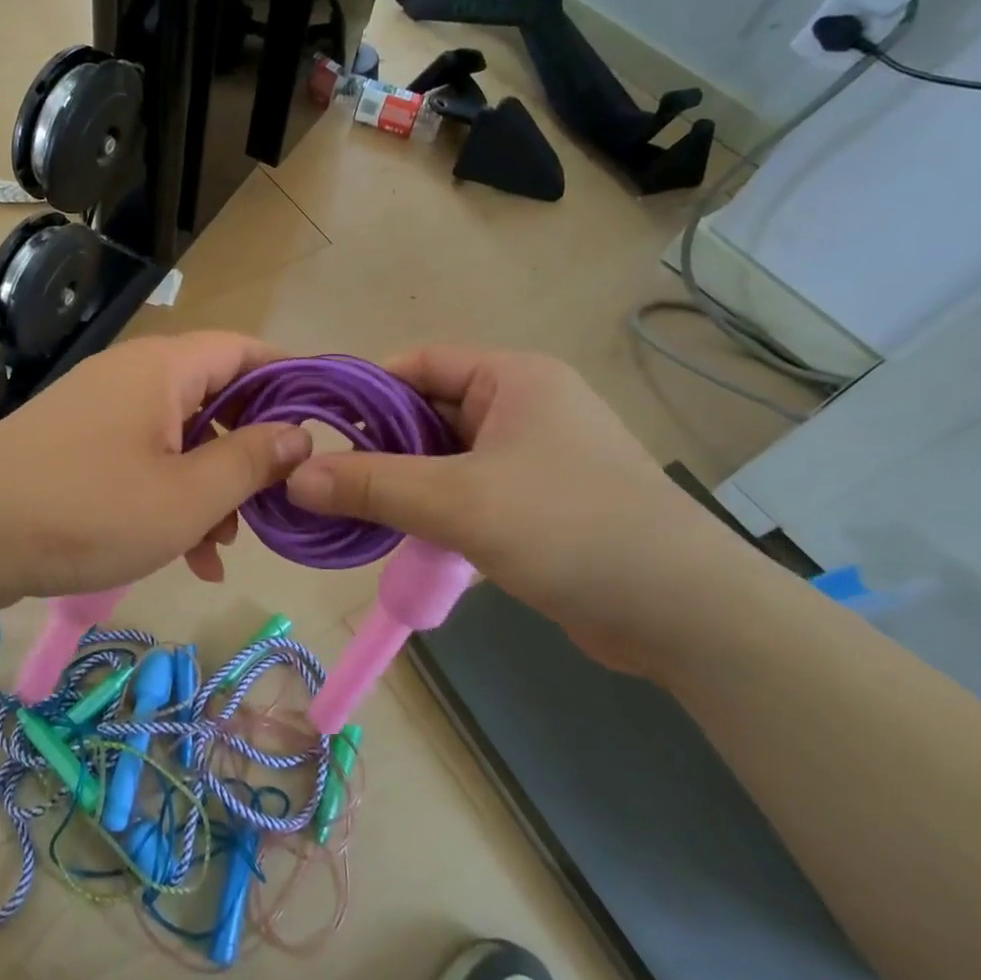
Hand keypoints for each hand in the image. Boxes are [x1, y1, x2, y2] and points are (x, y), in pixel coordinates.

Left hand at [0, 332, 313, 605]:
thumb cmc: (86, 509)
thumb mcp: (186, 496)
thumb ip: (251, 460)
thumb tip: (300, 433)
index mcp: (164, 367)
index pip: (246, 350)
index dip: (291, 380)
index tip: (324, 424)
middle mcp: (134, 374)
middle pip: (215, 397)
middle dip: (249, 451)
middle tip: (274, 503)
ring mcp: (102, 408)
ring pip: (180, 435)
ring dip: (210, 485)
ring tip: (223, 546)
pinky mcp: (78, 442)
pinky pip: (143, 456)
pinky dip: (170, 494)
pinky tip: (184, 554)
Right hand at [283, 346, 754, 677]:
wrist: (685, 615)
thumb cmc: (570, 529)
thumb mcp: (460, 502)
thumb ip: (374, 486)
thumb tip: (295, 479)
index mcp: (513, 378)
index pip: (418, 363)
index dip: (364, 388)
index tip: (315, 425)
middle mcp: (523, 405)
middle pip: (428, 411)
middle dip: (378, 443)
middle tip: (323, 476)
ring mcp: (533, 455)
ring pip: (444, 456)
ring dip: (403, 481)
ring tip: (350, 507)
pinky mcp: (538, 501)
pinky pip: (466, 490)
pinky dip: (432, 507)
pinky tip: (399, 533)